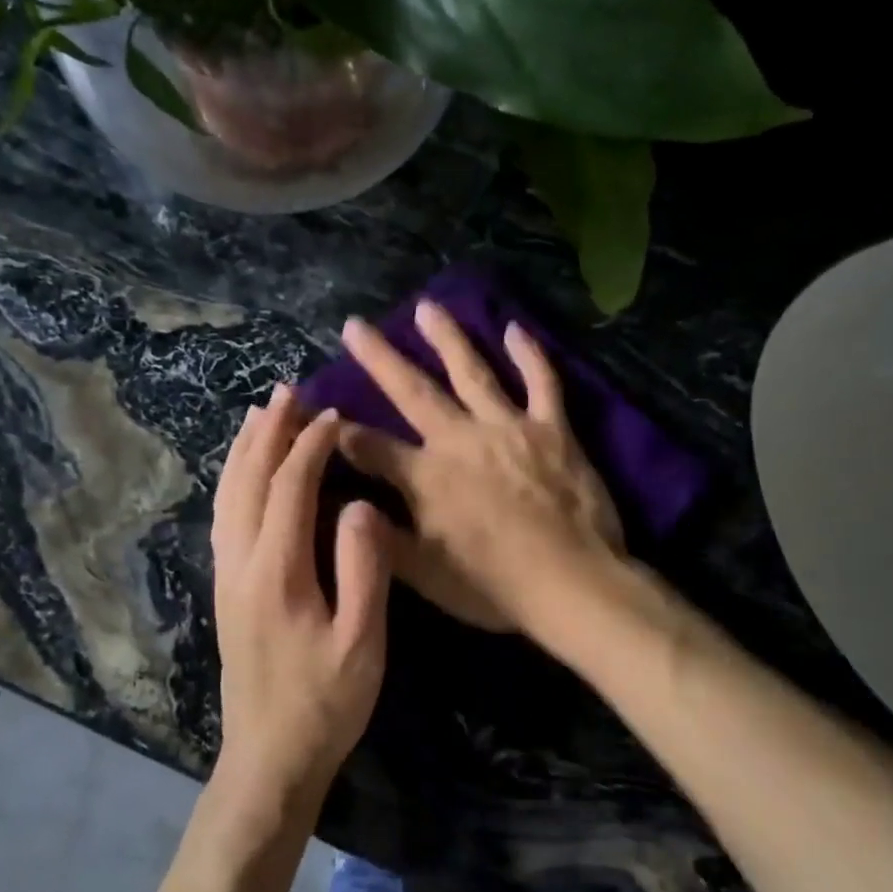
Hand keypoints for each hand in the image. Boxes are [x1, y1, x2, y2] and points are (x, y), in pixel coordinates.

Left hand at [210, 385, 392, 819]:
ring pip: (228, 495)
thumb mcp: (361, 641)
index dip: (310, 445)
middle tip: (288, 391)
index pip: (289, 487)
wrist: (269, 757)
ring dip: (245, 450)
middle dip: (269, 432)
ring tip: (261, 415)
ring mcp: (226, 576)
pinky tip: (245, 472)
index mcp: (277, 570)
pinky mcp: (225, 589)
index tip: (332, 414)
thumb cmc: (325, 701)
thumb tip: (357, 504)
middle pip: (248, 480)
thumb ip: (363, 568)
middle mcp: (240, 563)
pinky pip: (224, 515)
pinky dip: (235, 479)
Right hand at [336, 300, 623, 635]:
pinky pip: (541, 382)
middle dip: (379, 357)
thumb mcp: (425, 574)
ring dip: (447, 337)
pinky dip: (529, 354)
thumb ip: (380, 535)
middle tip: (356, 325)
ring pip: (472, 371)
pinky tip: (515, 328)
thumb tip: (339, 503)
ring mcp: (508, 427)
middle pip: (412, 390)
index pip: (370, 446)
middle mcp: (460, 439)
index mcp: (426, 477)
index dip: (340, 429)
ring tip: (426, 306)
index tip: (320, 410)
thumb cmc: (494, 586)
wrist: (572, 583)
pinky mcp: (552, 428)